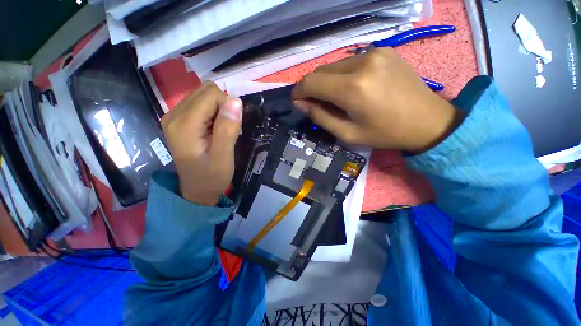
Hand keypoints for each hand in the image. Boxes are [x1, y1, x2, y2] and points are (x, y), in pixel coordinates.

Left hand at [161, 82, 241, 205]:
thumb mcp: (223, 156)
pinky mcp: (179, 120)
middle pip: (206, 91)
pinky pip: (200, 104)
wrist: (197, 190)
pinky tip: (214, 129)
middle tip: (228, 129)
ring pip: (204, 95)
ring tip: (222, 130)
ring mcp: (174, 116)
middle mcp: (173, 114)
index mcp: (184, 123)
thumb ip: (228, 128)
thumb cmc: (212, 176)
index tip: (233, 127)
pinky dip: (213, 113)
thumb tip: (235, 100)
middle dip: (223, 107)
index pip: (212, 94)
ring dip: (219, 110)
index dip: (228, 107)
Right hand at [292, 48, 462, 152]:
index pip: (311, 82)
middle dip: (312, 87)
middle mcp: (362, 63)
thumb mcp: (348, 133)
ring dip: (327, 81)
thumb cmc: (385, 133)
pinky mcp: (383, 50)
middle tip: (315, 104)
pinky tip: (351, 88)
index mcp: (353, 88)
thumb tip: (300, 104)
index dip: (298, 91)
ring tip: (335, 98)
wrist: (428, 120)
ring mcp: (374, 52)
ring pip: (334, 65)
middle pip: (321, 71)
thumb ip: (320, 117)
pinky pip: (350, 62)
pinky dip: (342, 75)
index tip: (297, 102)